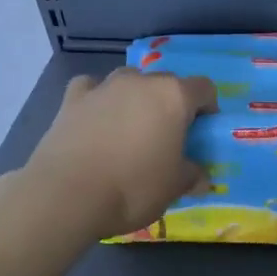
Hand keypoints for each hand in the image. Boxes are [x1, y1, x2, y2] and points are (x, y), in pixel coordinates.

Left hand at [21, 69, 215, 239]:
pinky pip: (91, 88)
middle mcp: (141, 82)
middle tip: (167, 136)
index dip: (208, 108)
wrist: (68, 194)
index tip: (202, 132)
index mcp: (174, 97)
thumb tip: (201, 178)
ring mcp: (104, 87)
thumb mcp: (174, 187)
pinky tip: (95, 118)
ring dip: (135, 98)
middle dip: (170, 104)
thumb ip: (192, 176)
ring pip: (129, 81)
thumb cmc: (133, 187)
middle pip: (166, 83)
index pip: (204, 88)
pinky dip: (97, 99)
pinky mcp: (72, 99)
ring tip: (130, 128)